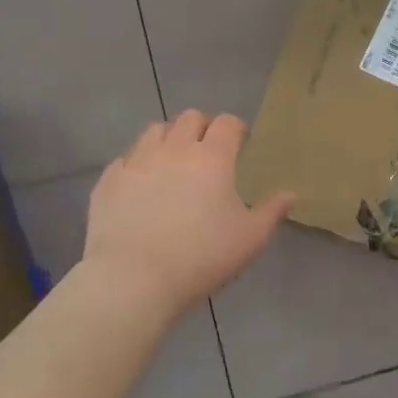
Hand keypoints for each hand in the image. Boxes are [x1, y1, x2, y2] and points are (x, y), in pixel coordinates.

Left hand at [81, 111, 292, 321]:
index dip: (237, 128)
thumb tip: (289, 194)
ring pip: (154, 131)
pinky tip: (142, 187)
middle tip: (209, 152)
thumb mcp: (250, 239)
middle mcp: (174, 149)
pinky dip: (138, 165)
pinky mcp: (108, 181)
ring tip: (173, 163)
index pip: (227, 123)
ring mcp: (137, 162)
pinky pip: (125, 160)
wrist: (134, 279)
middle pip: (189, 117)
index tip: (242, 143)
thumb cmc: (202, 257)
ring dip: (169, 139)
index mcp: (212, 158)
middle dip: (203, 128)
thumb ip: (271, 212)